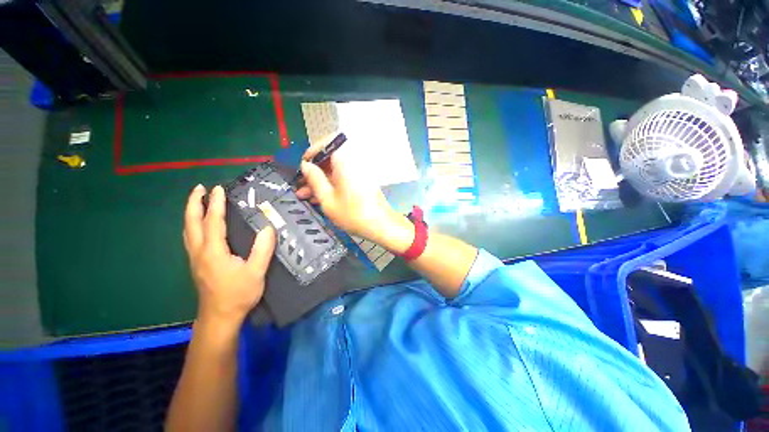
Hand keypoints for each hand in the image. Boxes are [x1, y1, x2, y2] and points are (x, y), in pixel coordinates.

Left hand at [183, 184, 275, 327]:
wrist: (220, 317)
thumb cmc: (238, 294)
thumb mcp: (256, 272)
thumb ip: (262, 249)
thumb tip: (268, 228)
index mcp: (213, 251)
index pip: (213, 222)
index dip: (215, 204)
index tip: (218, 189)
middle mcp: (199, 252)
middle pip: (192, 223)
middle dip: (194, 204)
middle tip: (199, 188)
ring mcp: (195, 259)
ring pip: (188, 231)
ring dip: (191, 213)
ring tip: (197, 201)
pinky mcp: (197, 264)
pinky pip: (191, 238)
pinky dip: (192, 225)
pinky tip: (198, 226)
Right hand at [295, 145, 405, 247]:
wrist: (380, 225)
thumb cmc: (353, 213)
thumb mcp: (327, 198)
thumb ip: (314, 179)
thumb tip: (305, 165)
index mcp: (346, 160)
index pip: (327, 142)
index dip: (312, 152)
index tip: (303, 167)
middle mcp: (354, 161)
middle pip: (330, 158)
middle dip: (314, 171)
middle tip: (301, 185)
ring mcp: (360, 171)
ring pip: (336, 170)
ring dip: (321, 180)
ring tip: (306, 195)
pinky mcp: (362, 181)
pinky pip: (344, 177)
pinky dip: (332, 184)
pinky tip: (321, 198)